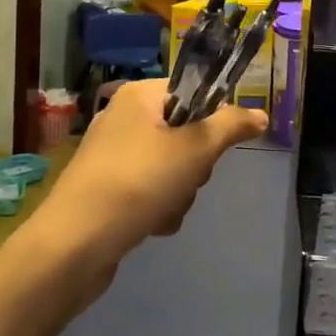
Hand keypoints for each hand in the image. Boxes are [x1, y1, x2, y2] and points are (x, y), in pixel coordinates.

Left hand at [19, 79, 265, 308]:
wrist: (74, 244)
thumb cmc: (138, 182)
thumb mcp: (195, 149)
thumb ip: (230, 127)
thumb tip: (261, 115)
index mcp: (140, 94)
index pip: (194, 91)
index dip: (212, 120)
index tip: (214, 147)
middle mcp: (124, 117)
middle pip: (186, 132)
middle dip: (195, 165)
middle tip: (186, 178)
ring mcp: (113, 154)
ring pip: (173, 166)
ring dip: (180, 192)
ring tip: (165, 209)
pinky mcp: (108, 187)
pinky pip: (151, 188)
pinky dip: (159, 207)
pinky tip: (152, 224)